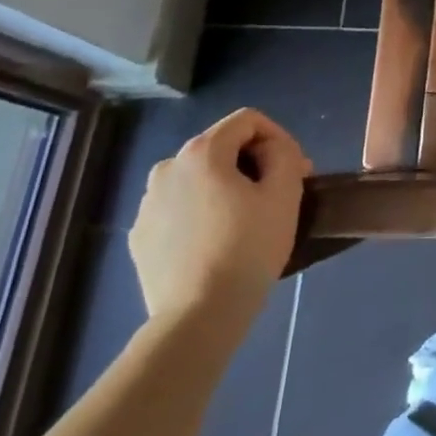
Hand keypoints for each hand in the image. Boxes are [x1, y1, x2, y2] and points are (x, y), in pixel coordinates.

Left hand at [129, 108, 312, 325]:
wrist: (199, 315)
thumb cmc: (248, 247)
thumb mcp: (284, 192)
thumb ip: (283, 154)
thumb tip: (270, 150)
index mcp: (201, 152)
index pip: (247, 120)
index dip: (278, 136)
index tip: (294, 168)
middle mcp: (166, 169)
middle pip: (221, 148)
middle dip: (253, 162)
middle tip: (279, 192)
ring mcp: (147, 204)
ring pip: (198, 179)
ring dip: (226, 187)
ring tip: (248, 219)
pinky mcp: (140, 236)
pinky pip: (179, 209)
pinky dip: (201, 212)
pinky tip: (218, 241)